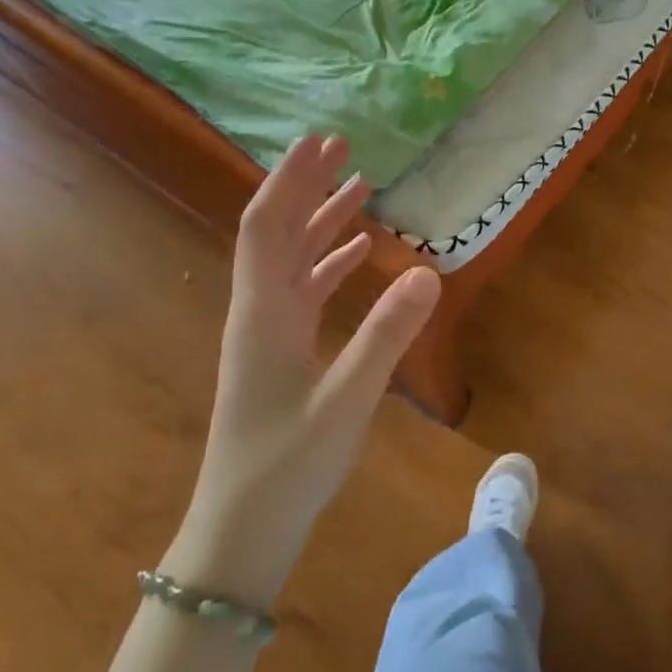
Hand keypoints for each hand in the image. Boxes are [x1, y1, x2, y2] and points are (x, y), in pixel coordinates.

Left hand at [164, 136, 440, 605]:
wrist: (241, 530)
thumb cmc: (288, 466)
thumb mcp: (347, 401)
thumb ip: (387, 335)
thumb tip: (429, 270)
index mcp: (264, 313)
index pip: (266, 226)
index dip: (289, 180)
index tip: (317, 141)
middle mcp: (259, 311)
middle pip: (276, 231)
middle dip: (305, 185)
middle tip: (341, 146)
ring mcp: (267, 332)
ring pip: (291, 258)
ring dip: (320, 219)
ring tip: (359, 185)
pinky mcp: (280, 352)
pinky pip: (304, 289)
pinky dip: (330, 261)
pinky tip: (359, 251)